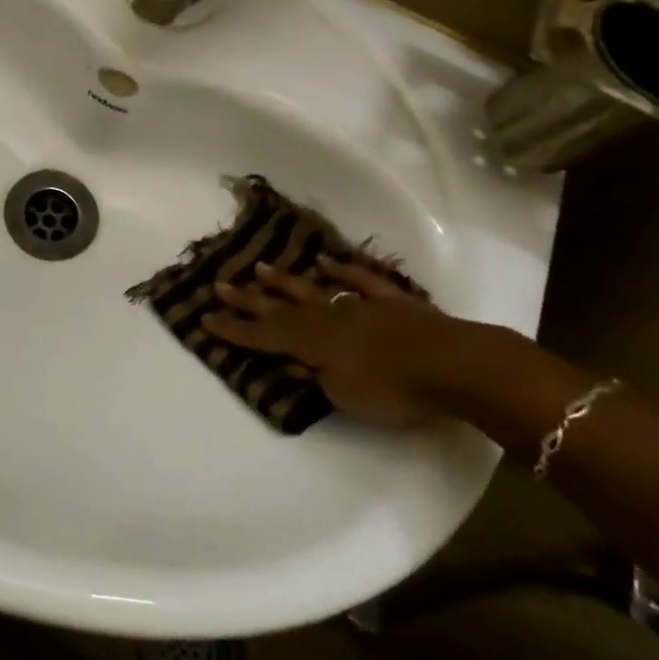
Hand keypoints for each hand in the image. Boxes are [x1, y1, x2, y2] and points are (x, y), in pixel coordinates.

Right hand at [204, 256, 491, 425]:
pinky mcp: (391, 301)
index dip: (234, 330)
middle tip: (220, 285)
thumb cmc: (393, 388)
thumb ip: (316, 378)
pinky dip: (344, 271)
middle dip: (248, 300)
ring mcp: (359, 305)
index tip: (205, 319)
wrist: (453, 364)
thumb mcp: (345, 395)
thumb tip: (293, 364)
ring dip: (286, 281)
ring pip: (314, 289)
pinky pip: (361, 281)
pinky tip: (327, 263)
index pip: (263, 336)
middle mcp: (327, 317)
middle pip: (280, 308)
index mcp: (312, 343)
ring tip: (261, 268)